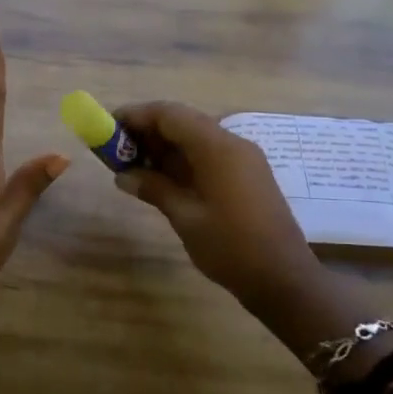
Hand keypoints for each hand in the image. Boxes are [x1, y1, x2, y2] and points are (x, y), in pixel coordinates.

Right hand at [112, 101, 319, 314]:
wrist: (284, 279)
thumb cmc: (231, 247)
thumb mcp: (185, 217)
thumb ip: (154, 188)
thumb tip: (123, 175)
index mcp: (218, 148)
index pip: (170, 114)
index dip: (136, 115)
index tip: (108, 126)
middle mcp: (232, 144)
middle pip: (182, 121)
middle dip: (147, 130)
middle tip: (116, 149)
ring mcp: (242, 159)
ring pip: (194, 137)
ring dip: (163, 146)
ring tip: (131, 164)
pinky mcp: (245, 175)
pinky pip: (207, 154)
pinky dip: (181, 159)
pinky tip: (160, 178)